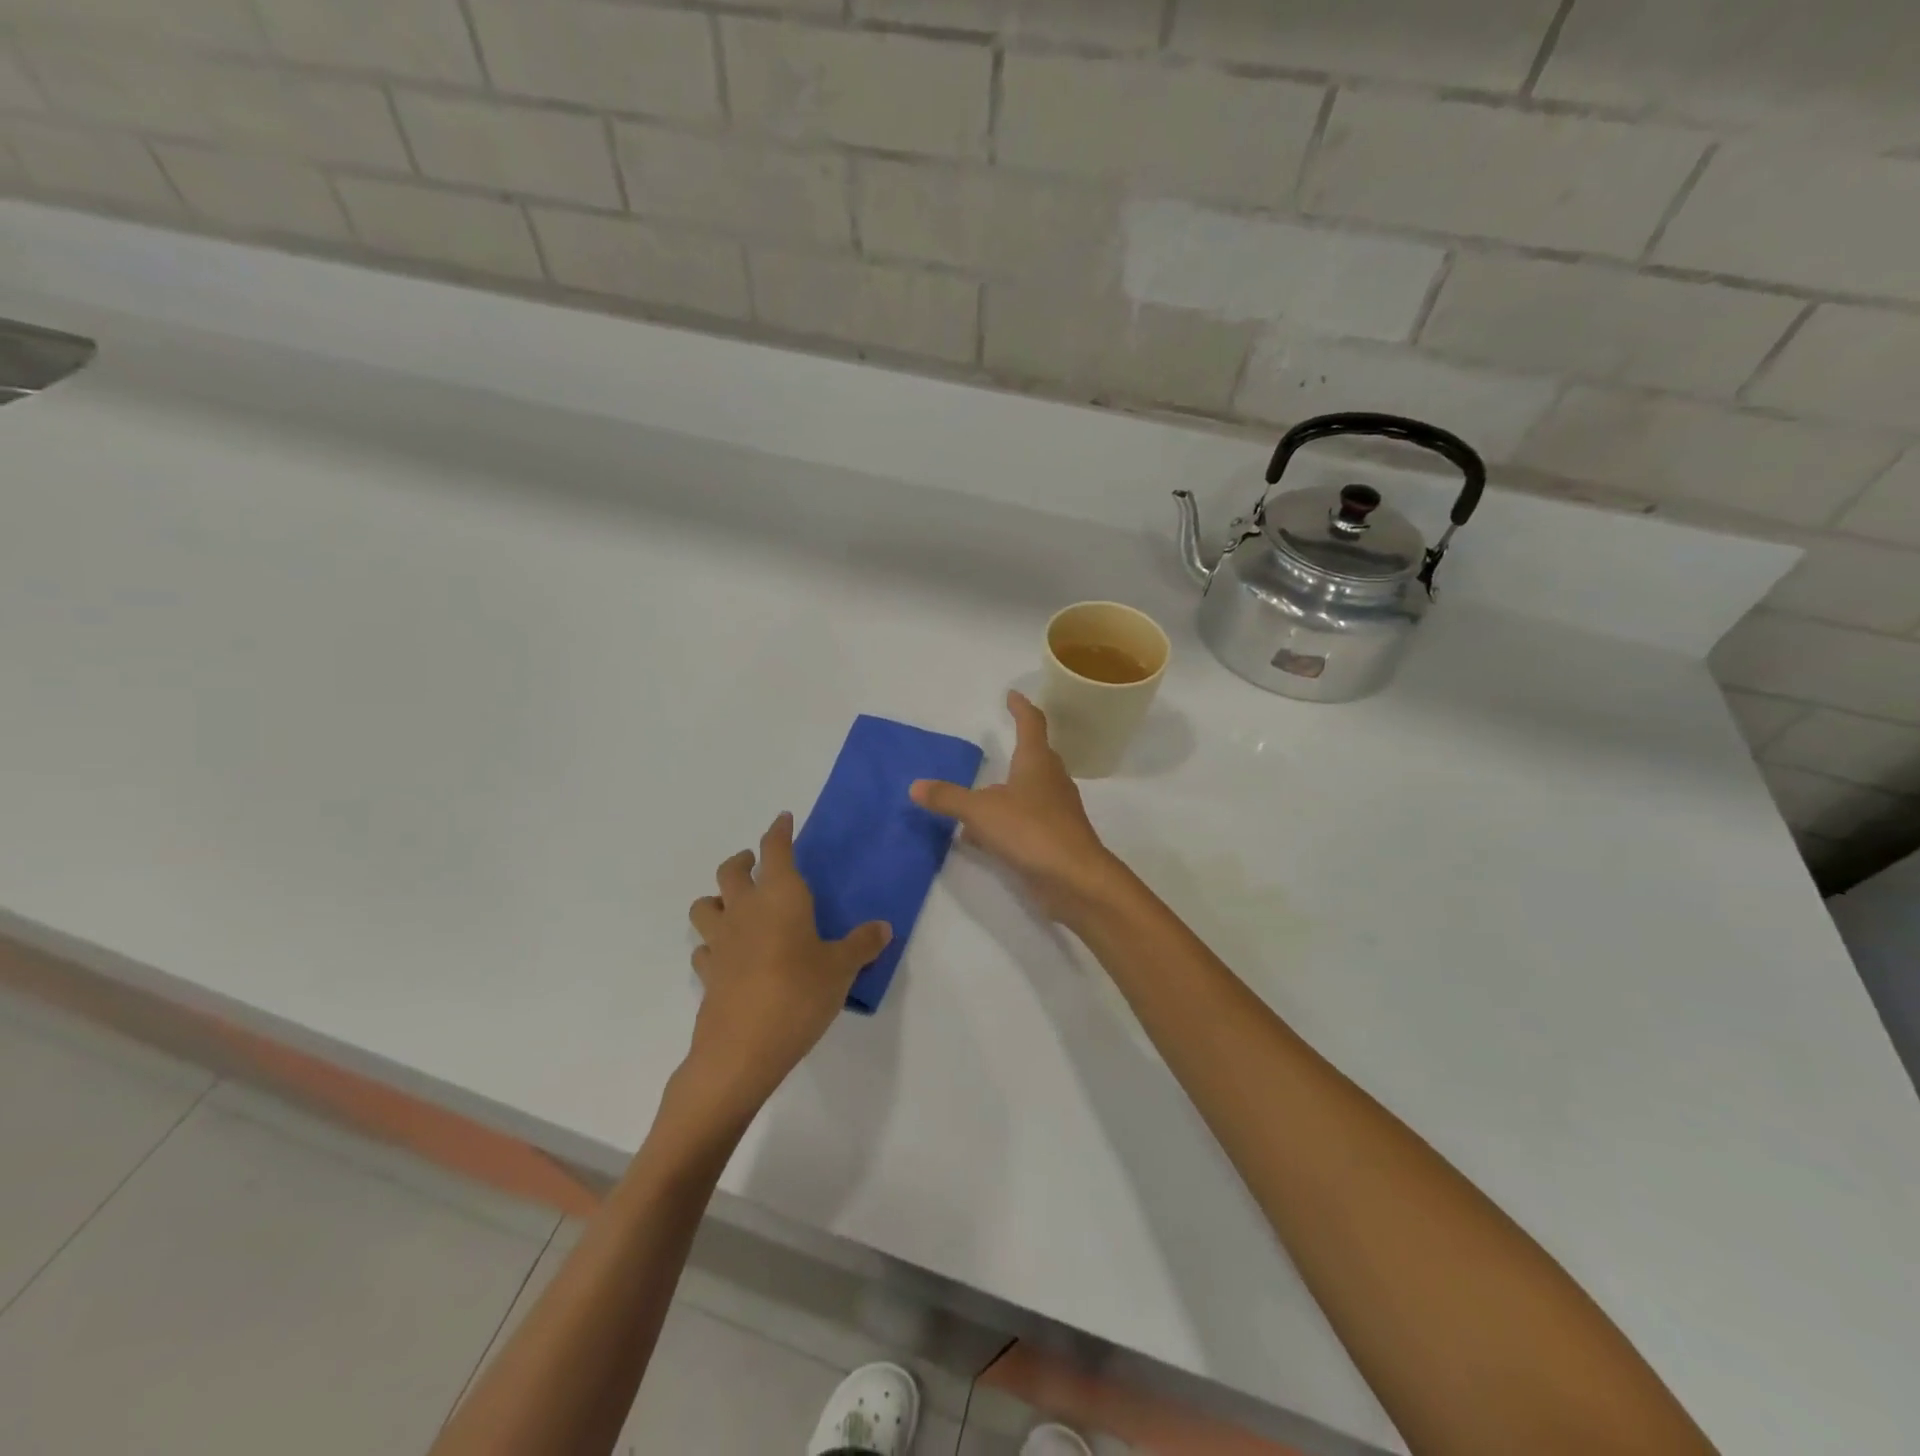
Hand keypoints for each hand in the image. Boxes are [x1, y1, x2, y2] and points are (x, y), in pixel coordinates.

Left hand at [684, 813, 890, 1117]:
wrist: (742, 1050)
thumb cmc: (798, 995)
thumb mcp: (841, 969)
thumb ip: (862, 945)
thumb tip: (883, 928)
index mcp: (780, 897)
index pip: (776, 850)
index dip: (778, 831)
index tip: (783, 818)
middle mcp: (745, 910)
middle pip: (730, 871)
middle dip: (743, 860)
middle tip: (755, 862)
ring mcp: (721, 942)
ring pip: (705, 905)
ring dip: (717, 897)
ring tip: (733, 904)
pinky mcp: (708, 974)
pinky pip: (704, 948)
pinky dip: (714, 943)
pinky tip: (728, 954)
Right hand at [910, 691, 1126, 922]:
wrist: (1075, 880)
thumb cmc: (1031, 831)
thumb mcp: (981, 811)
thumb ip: (948, 798)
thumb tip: (915, 786)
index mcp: (1037, 762)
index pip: (1032, 724)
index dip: (1021, 708)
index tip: (1012, 695)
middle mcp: (1051, 781)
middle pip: (1036, 756)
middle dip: (1019, 749)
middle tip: (1000, 743)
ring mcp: (1056, 811)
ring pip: (1030, 791)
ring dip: (1008, 790)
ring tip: (979, 794)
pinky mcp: (1054, 839)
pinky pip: (1025, 821)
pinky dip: (1005, 821)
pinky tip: (981, 836)